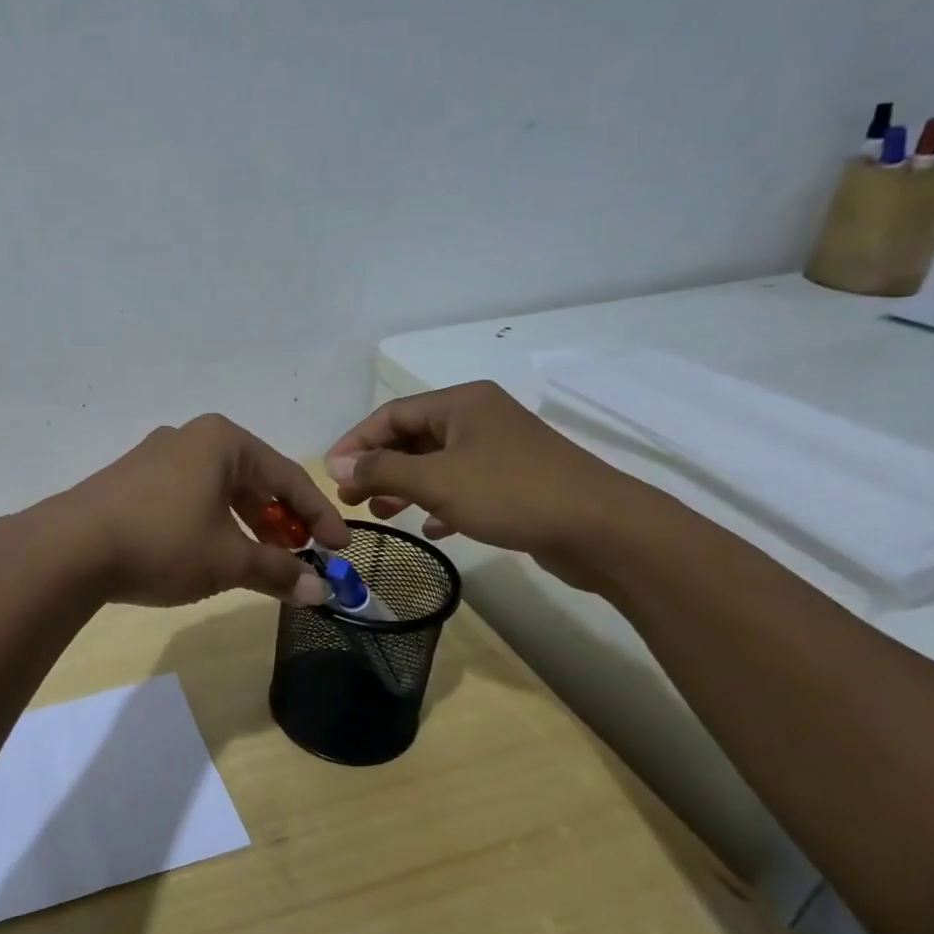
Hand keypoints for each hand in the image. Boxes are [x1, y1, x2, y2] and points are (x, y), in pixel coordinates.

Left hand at [51, 414, 349, 607]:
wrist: (70, 548)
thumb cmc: (164, 541)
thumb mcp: (228, 559)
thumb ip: (278, 572)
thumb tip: (322, 593)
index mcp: (222, 441)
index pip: (287, 477)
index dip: (318, 516)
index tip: (340, 549)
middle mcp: (189, 438)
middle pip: (252, 481)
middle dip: (279, 522)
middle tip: (300, 558)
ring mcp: (155, 457)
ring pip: (218, 491)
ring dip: (245, 526)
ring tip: (259, 562)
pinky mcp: (130, 481)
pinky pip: (188, 498)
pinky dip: (211, 524)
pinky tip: (211, 554)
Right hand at [324, 382, 661, 587]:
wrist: (602, 529)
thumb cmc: (511, 492)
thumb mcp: (436, 480)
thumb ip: (382, 471)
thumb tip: (337, 467)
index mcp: (460, 403)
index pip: (391, 415)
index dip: (356, 443)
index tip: (330, 474)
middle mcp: (478, 418)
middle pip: (412, 438)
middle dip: (378, 468)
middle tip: (350, 499)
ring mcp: (499, 451)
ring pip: (436, 464)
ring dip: (404, 487)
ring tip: (380, 514)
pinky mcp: (515, 483)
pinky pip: (463, 487)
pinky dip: (439, 503)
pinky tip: (429, 527)